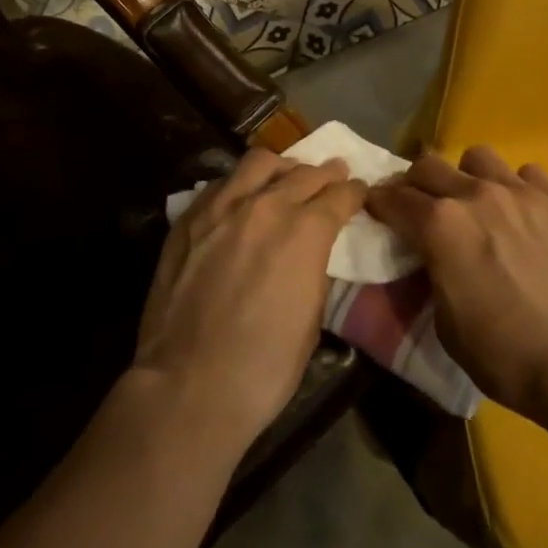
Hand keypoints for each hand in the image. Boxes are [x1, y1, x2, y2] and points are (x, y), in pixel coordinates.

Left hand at [133, 148, 364, 453]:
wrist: (188, 384)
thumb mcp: (312, 318)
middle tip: (333, 176)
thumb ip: (315, 269)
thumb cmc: (264, 366)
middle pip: (303, 173)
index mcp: (304, 231)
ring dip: (281, 168)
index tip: (359, 192)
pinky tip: (242, 200)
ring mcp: (221, 207)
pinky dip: (241, 184)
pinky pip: (221, 183)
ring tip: (286, 178)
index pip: (339, 195)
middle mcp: (265, 206)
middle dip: (325, 174)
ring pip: (259, 163)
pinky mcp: (188, 218)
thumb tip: (312, 252)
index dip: (354, 192)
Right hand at [367, 145, 547, 426]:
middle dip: (415, 183)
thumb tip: (435, 260)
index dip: (379, 203)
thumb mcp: (447, 326)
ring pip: (478, 157)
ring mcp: (521, 192)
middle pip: (428, 165)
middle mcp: (475, 195)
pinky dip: (517, 188)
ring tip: (477, 203)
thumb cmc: (508, 355)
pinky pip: (528, 174)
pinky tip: (524, 214)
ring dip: (467, 176)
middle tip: (420, 207)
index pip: (393, 198)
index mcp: (439, 226)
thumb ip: (433, 276)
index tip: (377, 210)